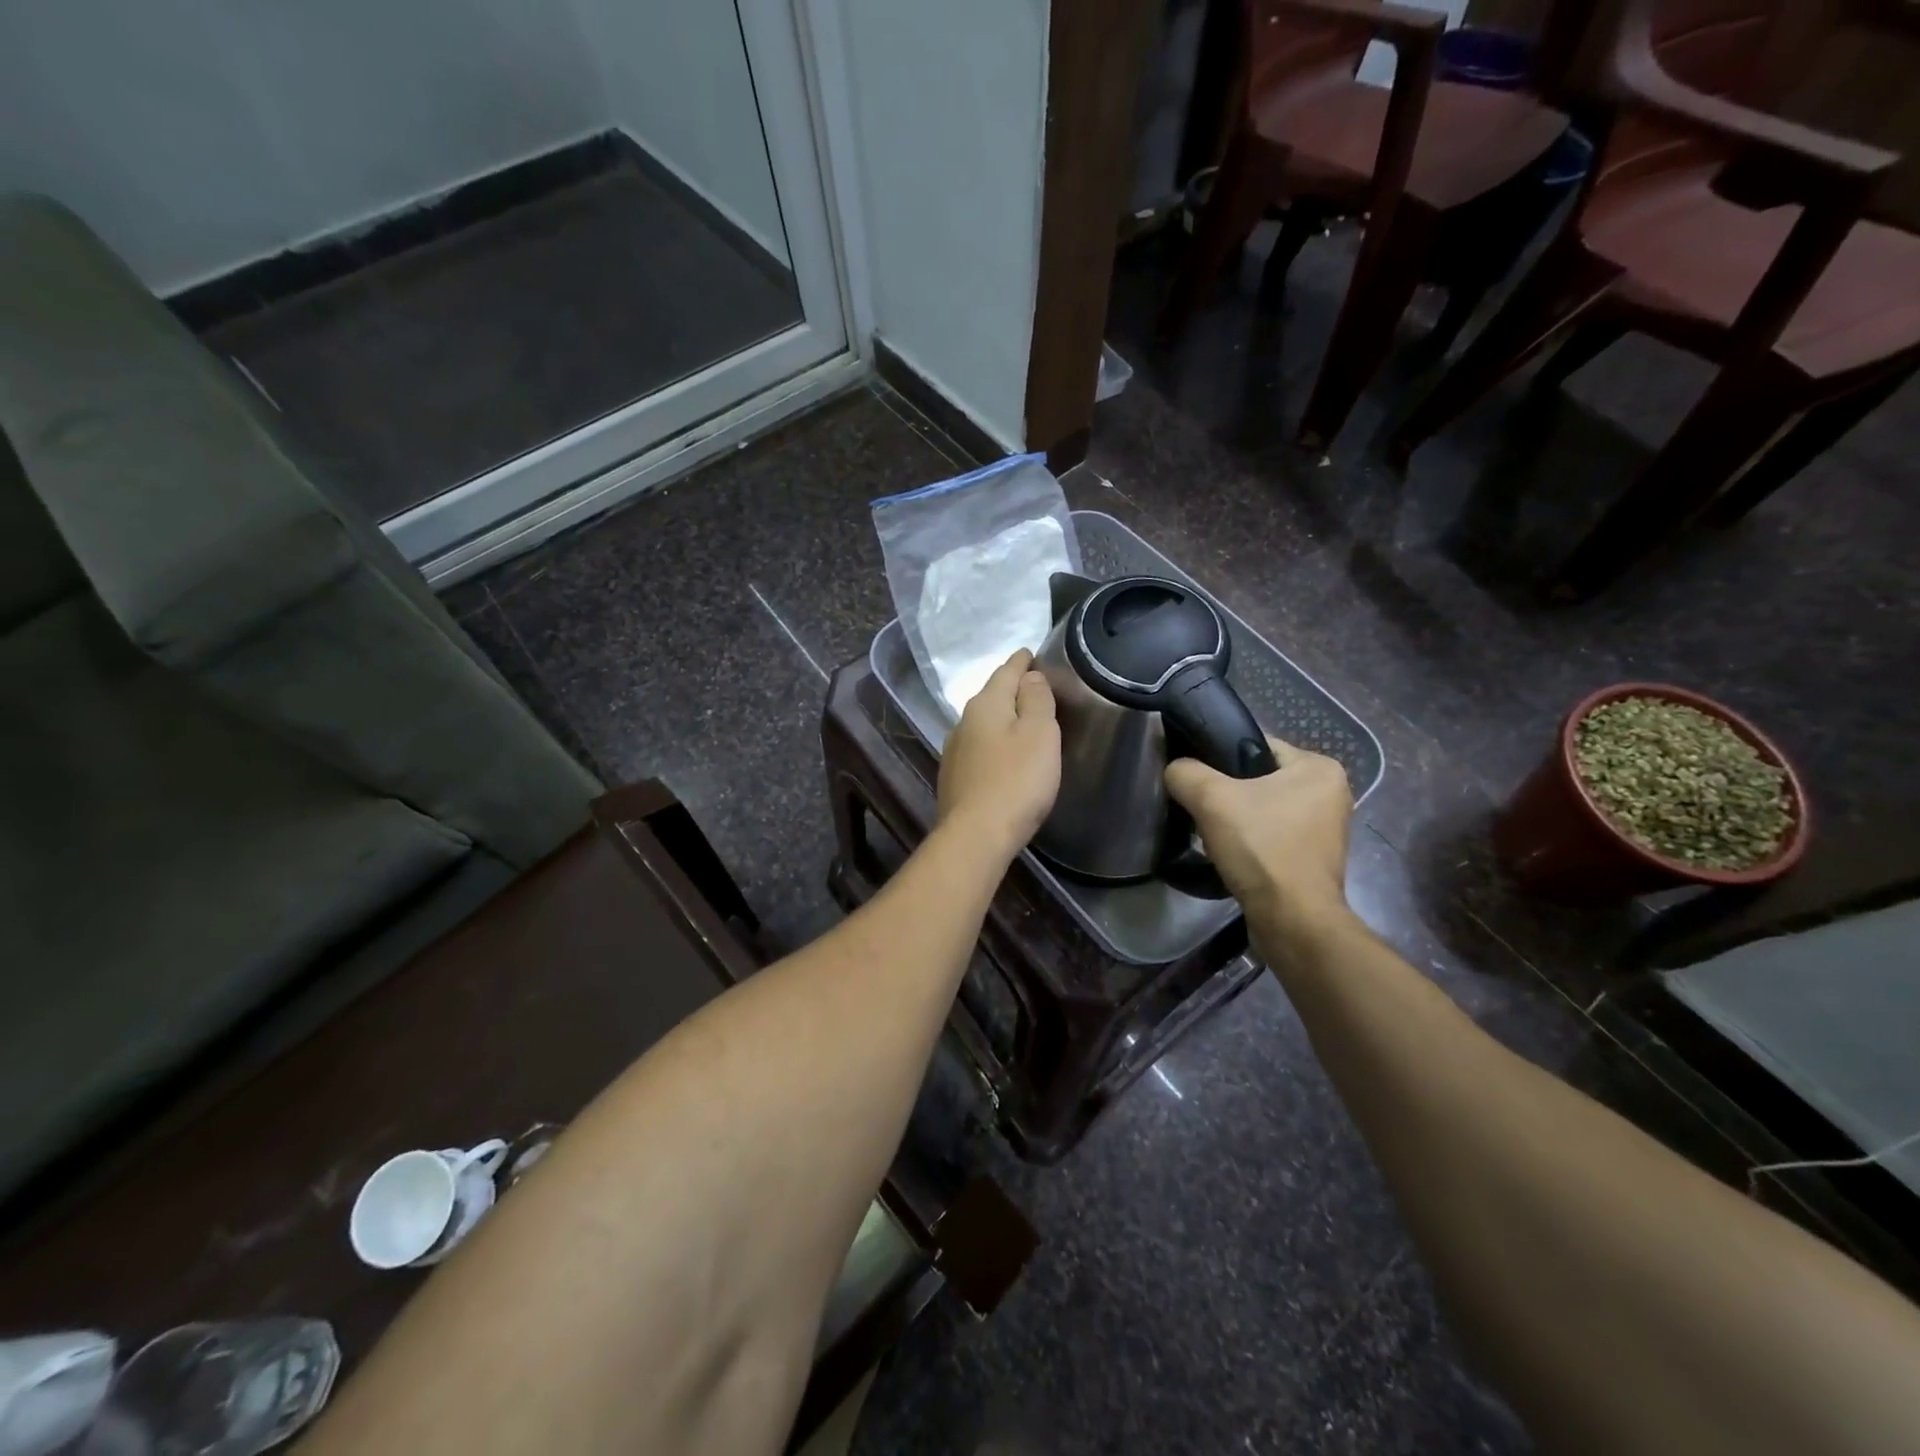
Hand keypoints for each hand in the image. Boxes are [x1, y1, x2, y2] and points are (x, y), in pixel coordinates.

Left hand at [937, 650, 1060, 856]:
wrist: (977, 835)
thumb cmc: (1016, 779)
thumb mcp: (1039, 732)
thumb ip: (1036, 699)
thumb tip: (1029, 676)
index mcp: (985, 704)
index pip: (1006, 671)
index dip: (1022, 661)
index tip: (1031, 652)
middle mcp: (963, 722)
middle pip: (992, 697)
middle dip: (1012, 690)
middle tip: (1035, 688)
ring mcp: (955, 751)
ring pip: (983, 725)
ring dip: (1002, 720)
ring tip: (1023, 722)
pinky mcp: (955, 778)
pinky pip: (979, 750)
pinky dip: (994, 745)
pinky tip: (1004, 756)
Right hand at [1165, 736, 1352, 926]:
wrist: (1292, 920)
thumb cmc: (1261, 848)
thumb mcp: (1211, 799)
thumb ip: (1185, 772)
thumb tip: (1175, 770)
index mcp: (1319, 768)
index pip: (1256, 745)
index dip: (1218, 757)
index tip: (1195, 777)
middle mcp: (1331, 792)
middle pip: (1258, 778)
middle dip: (1227, 792)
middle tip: (1200, 807)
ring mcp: (1325, 828)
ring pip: (1263, 808)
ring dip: (1236, 818)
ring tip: (1211, 832)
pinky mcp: (1314, 858)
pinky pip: (1271, 835)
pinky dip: (1250, 841)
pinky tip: (1230, 853)